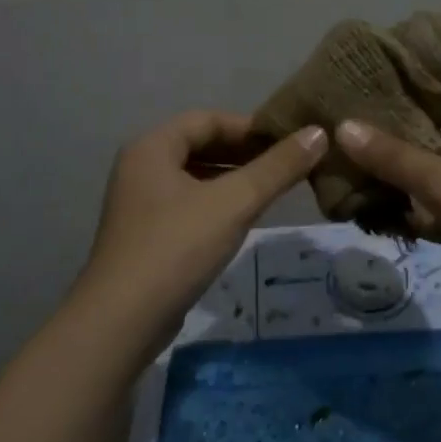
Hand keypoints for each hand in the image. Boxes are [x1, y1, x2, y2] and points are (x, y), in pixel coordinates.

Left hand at [72, 111, 325, 353]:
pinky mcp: (145, 236)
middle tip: (287, 165)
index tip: (288, 140)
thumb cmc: (177, 248)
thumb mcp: (234, 203)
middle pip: (199, 147)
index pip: (207, 120)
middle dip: (244, 154)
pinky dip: (217, 204)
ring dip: (232, 180)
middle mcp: (140, 168)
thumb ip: (277, 167)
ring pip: (194, 178)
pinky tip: (242, 221)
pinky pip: (187, 205)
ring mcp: (139, 205)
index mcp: (152, 148)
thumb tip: (319, 132)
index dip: (249, 127)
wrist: (122, 321)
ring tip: (273, 190)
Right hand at [336, 89, 440, 328]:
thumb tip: (342, 128)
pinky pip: (436, 203)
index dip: (396, 88)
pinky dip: (409, 208)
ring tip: (340, 168)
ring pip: (430, 168)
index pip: (439, 88)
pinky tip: (366, 210)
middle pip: (430, 129)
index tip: (350, 90)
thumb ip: (395, 157)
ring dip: (394, 175)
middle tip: (335, 131)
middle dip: (386, 135)